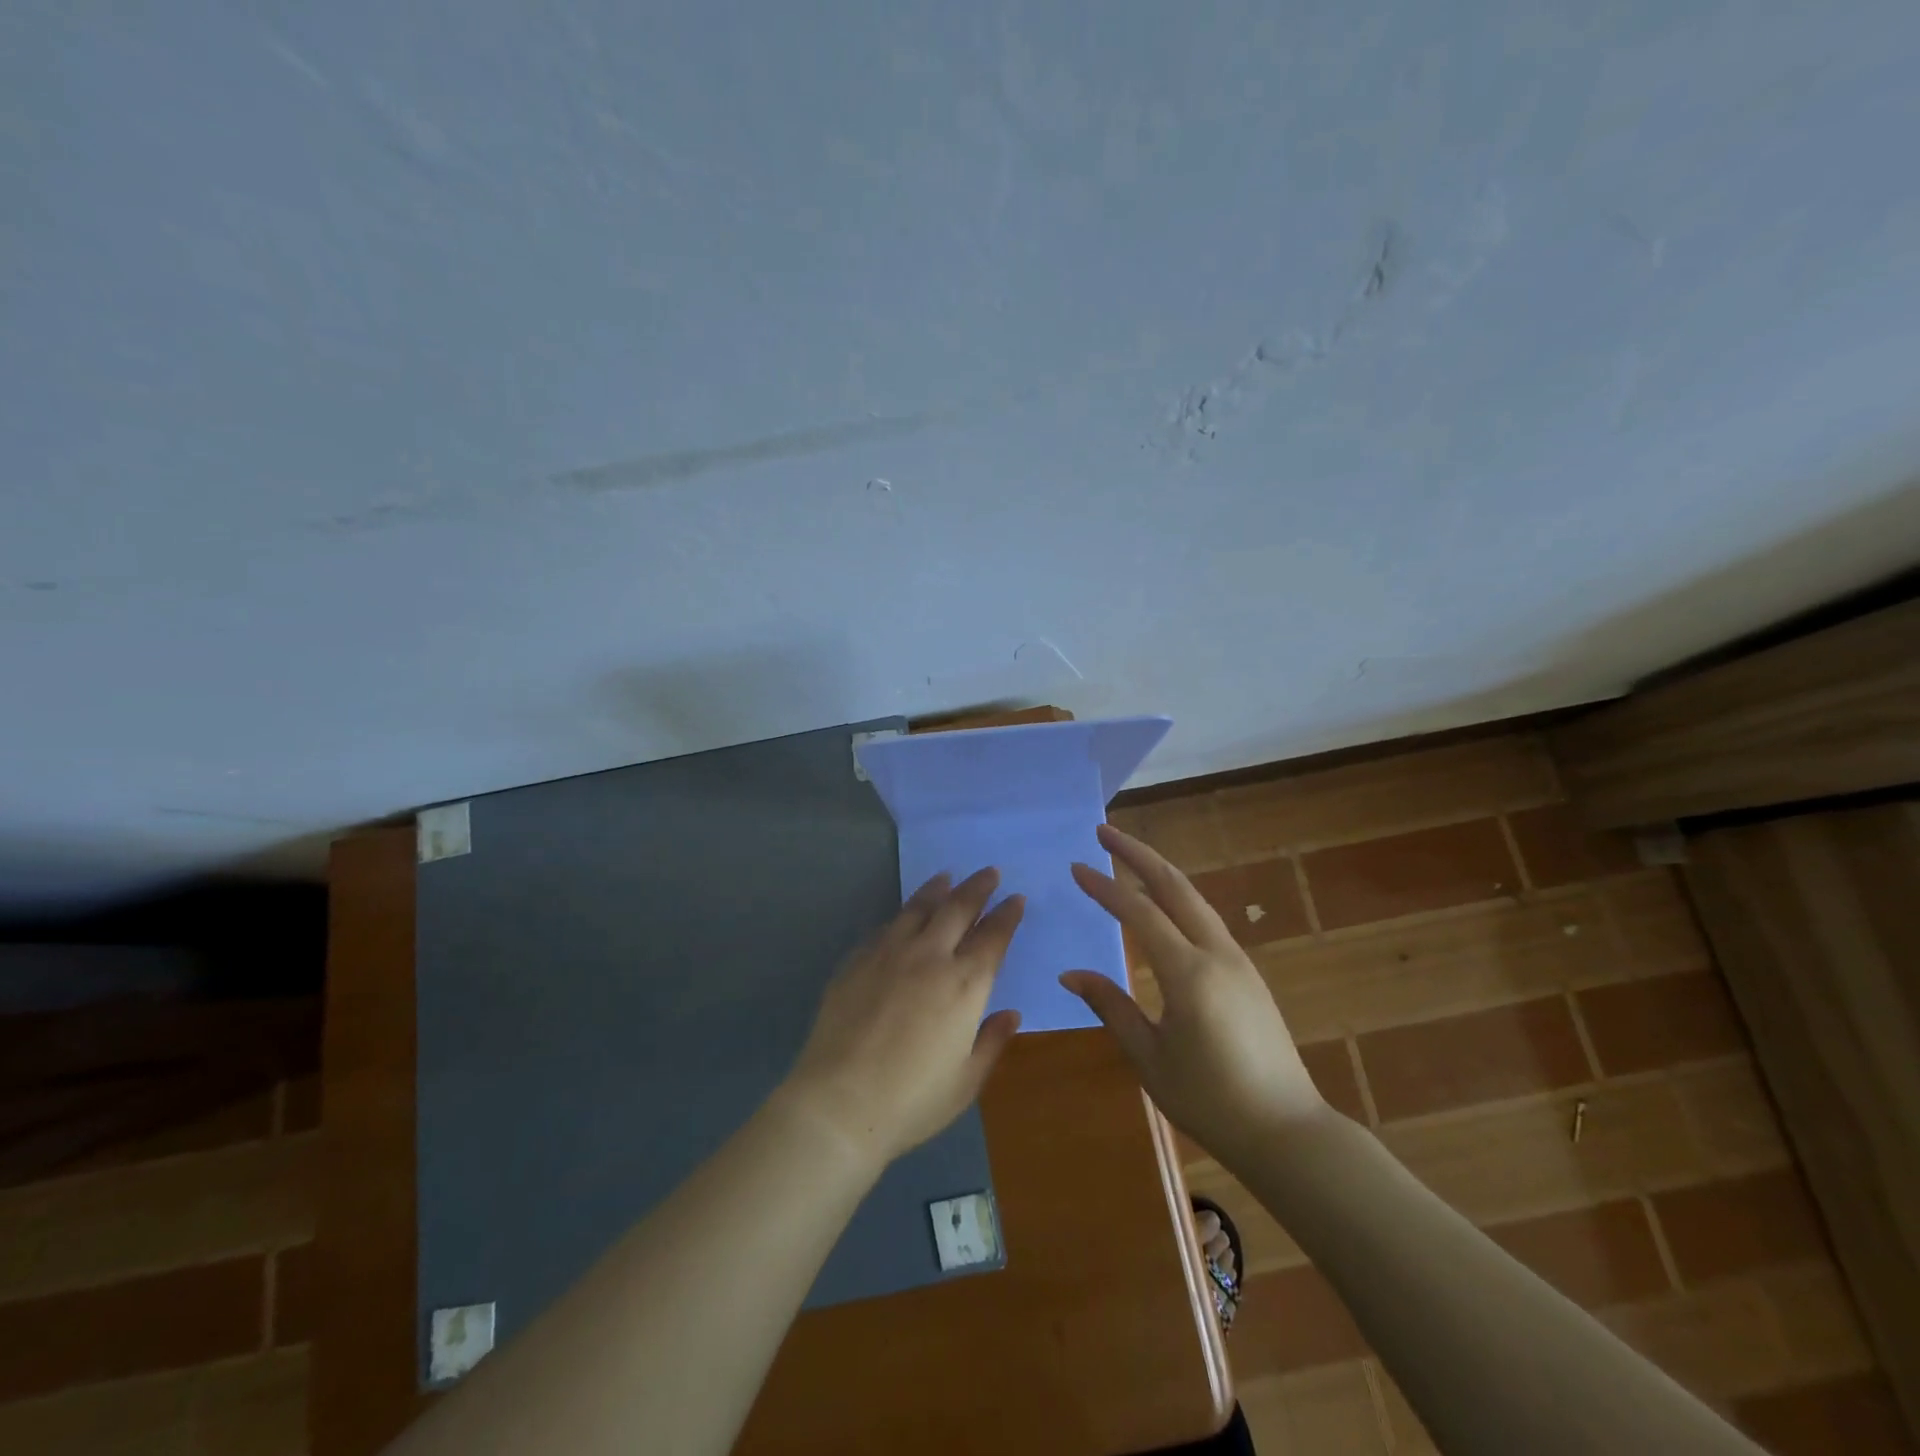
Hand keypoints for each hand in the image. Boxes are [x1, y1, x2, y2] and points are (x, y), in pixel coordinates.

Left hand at [782, 868, 1024, 1168]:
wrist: (840, 1103)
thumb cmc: (912, 1100)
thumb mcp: (965, 1081)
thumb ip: (991, 1042)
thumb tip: (1011, 1014)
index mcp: (964, 985)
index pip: (993, 937)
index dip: (1007, 915)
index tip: (1015, 899)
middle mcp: (929, 957)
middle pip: (958, 909)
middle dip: (978, 888)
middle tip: (989, 873)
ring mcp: (889, 954)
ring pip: (919, 908)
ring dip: (938, 889)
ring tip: (947, 877)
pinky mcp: (857, 961)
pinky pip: (886, 927)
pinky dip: (903, 914)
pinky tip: (905, 915)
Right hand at [1060, 824, 1327, 1157]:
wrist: (1287, 1132)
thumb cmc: (1211, 1101)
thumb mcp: (1150, 1058)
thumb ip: (1111, 1007)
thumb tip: (1071, 973)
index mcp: (1188, 974)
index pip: (1139, 912)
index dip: (1105, 887)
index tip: (1076, 867)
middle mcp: (1216, 953)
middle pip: (1174, 886)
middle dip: (1137, 854)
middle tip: (1104, 831)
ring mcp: (1238, 960)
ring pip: (1194, 898)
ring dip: (1159, 871)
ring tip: (1128, 856)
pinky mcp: (1247, 972)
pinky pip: (1206, 919)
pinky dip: (1177, 897)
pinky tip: (1163, 902)